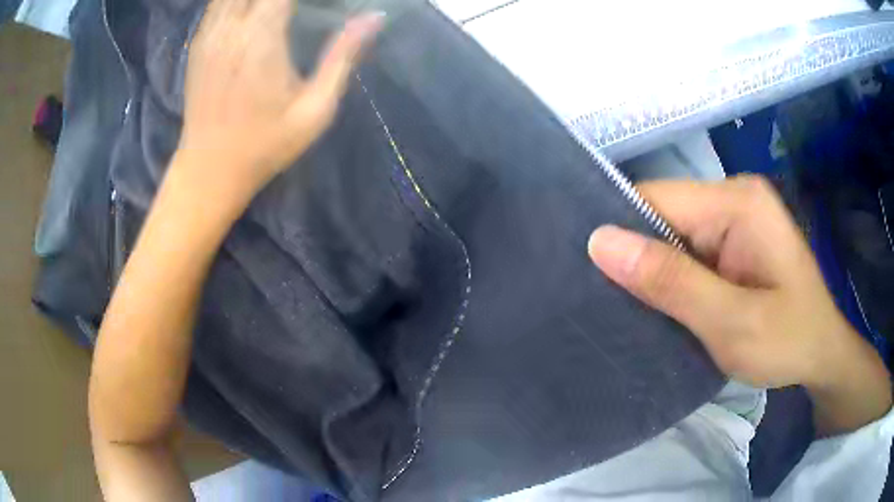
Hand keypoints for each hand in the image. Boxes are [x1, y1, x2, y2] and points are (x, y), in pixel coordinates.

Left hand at [176, 0, 381, 197]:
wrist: (208, 170)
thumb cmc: (265, 145)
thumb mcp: (314, 110)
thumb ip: (342, 57)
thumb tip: (375, 16)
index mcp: (262, 40)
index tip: (324, 2)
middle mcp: (231, 29)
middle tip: (297, 8)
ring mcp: (209, 35)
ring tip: (276, 9)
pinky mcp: (197, 44)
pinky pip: (216, 4)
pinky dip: (236, 1)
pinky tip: (252, 10)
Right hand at [587, 176, 889, 432]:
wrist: (821, 356)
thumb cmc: (788, 342)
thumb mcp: (731, 323)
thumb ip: (671, 283)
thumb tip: (600, 242)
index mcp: (738, 202)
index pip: (658, 198)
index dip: (622, 231)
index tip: (589, 274)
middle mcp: (734, 197)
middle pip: (664, 214)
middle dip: (639, 256)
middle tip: (610, 302)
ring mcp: (735, 218)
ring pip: (672, 234)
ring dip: (654, 270)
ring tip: (630, 307)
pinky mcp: (734, 241)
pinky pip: (688, 249)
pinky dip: (672, 277)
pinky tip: (661, 303)